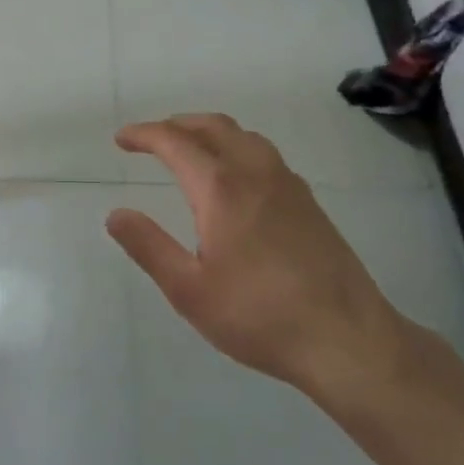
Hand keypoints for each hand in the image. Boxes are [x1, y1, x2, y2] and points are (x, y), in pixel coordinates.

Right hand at [105, 114, 419, 406]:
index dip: (144, 134)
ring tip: (189, 150)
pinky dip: (236, 148)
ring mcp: (287, 184)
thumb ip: (149, 247)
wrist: (348, 339)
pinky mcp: (308, 202)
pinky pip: (264, 154)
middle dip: (176, 125)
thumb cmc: (260, 316)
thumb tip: (116, 214)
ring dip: (209, 132)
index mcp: (220, 188)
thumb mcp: (189, 290)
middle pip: (212, 126)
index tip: (122, 139)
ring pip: (243, 136)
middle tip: (150, 140)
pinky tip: (234, 179)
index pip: (175, 142)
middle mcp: (255, 172)